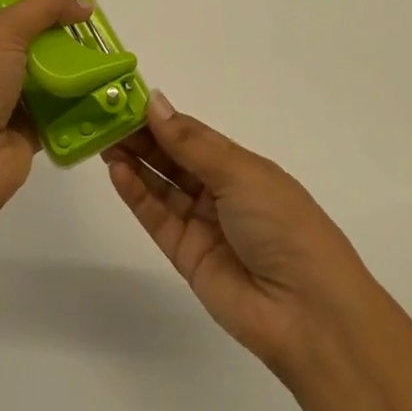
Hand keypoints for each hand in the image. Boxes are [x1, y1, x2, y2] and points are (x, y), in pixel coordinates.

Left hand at [0, 0, 91, 224]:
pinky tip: (108, 93)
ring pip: (53, 77)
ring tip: (113, 59)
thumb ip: (44, 8)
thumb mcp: (4, 30)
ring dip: (79, 70)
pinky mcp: (30, 132)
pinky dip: (82, 105)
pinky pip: (62, 112)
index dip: (42, 0)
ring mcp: (10, 102)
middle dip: (67, 36)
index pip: (12, 10)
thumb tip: (84, 4)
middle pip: (37, 43)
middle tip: (101, 30)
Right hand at [103, 94, 376, 378]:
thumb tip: (154, 101)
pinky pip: (157, 218)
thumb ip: (190, 142)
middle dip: (141, 137)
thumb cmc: (282, 224)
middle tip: (104, 115)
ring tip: (103, 139)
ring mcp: (203, 225)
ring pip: (161, 186)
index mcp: (241, 166)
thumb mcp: (239, 172)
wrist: (307, 313)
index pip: (192, 134)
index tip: (126, 97)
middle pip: (173, 158)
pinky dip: (136, 194)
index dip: (161, 117)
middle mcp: (221, 191)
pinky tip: (117, 171)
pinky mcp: (186, 257)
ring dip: (134, 162)